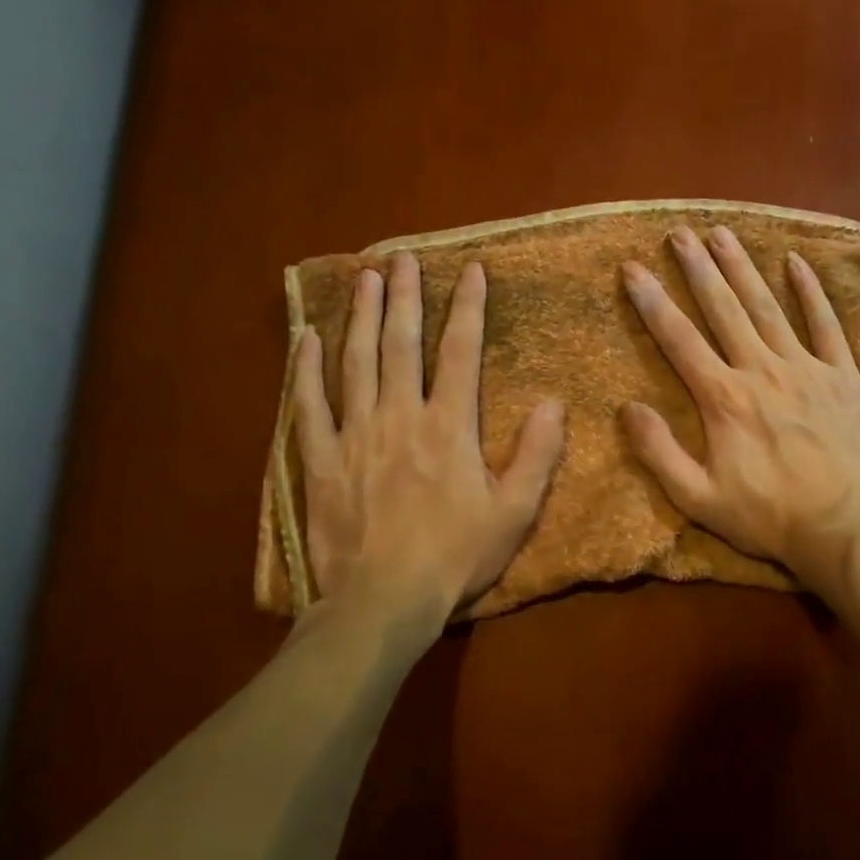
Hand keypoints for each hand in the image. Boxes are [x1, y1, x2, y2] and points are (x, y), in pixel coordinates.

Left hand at [292, 253, 564, 623]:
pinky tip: (305, 337)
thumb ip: (537, 455)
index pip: (460, 352)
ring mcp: (353, 435)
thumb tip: (554, 402)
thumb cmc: (455, 557)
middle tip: (401, 257)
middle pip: (401, 344)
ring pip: (355, 362)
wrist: (383, 602)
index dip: (467, 308)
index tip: (470, 270)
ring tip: (363, 277)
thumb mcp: (514, 512)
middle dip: (404, 296)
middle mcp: (399, 417)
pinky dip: (305, 369)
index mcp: (448, 427)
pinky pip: (308, 405)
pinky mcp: (319, 460)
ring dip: (360, 316)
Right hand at [620, 226, 859, 594]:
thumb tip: (627, 408)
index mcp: (723, 399)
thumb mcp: (699, 499)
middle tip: (679, 233)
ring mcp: (805, 368)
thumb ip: (659, 452)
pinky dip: (811, 292)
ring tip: (722, 234)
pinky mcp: (842, 376)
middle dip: (697, 269)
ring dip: (743, 268)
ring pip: (768, 307)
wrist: (846, 528)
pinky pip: (826, 325)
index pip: (679, 339)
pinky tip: (796, 262)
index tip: (633, 268)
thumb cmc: (768, 517)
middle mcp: (761, 370)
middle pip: (723, 310)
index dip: (652, 302)